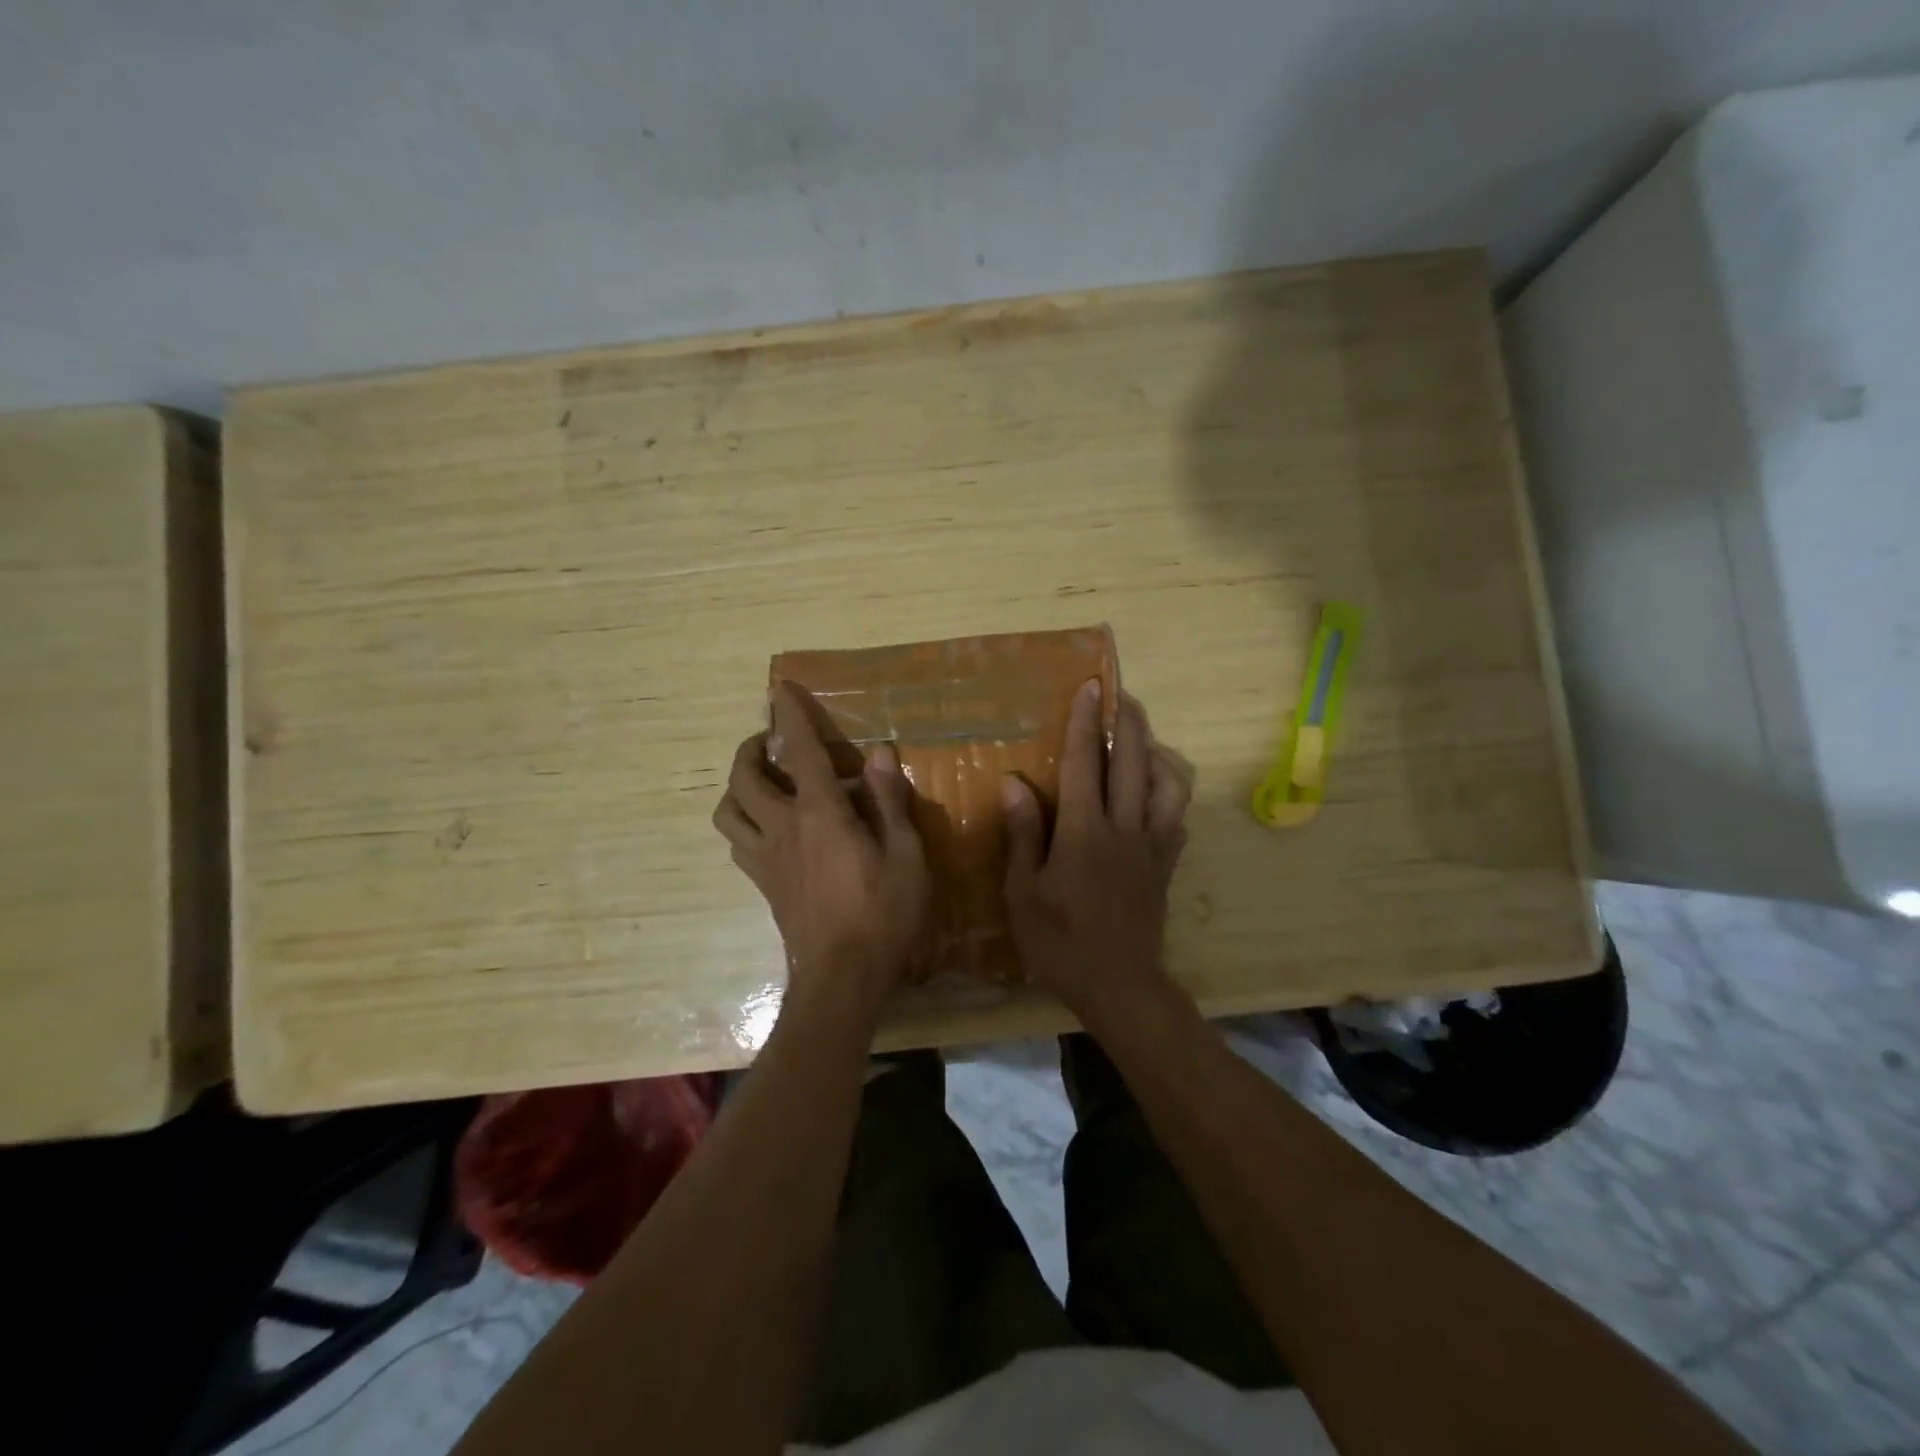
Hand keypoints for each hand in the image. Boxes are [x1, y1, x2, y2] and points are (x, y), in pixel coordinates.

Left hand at [713, 682, 931, 1018]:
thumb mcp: (906, 854)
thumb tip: (879, 754)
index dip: (790, 715)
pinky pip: (738, 842)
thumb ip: (890, 801)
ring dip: (739, 787)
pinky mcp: (764, 885)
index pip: (799, 751)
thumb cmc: (883, 914)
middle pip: (744, 777)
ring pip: (728, 811)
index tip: (780, 689)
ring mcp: (766, 859)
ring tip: (764, 782)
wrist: (842, 979)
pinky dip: (745, 823)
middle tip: (771, 741)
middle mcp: (783, 828)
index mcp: (820, 814)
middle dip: (751, 748)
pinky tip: (771, 829)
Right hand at [1002, 681, 1191, 1026]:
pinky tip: (1157, 789)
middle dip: (1128, 721)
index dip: (1087, 722)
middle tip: (1122, 693)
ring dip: (1156, 751)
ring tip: (1142, 737)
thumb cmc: (1060, 943)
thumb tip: (1014, 782)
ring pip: (1168, 784)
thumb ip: (1023, 834)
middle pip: (1134, 762)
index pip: (1087, 763)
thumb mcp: (1024, 893)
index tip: (1091, 686)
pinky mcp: (1166, 865)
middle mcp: (1125, 828)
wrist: (1119, 986)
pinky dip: (1171, 791)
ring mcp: (1152, 846)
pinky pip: (1177, 816)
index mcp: (1085, 832)